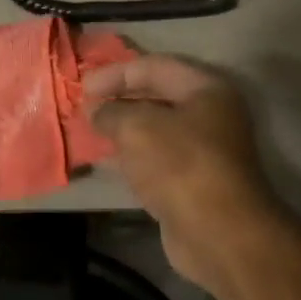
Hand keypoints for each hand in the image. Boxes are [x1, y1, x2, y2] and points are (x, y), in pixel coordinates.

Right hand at [85, 55, 288, 295]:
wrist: (218, 233)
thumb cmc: (179, 165)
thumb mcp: (136, 127)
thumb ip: (110, 111)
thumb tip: (95, 109)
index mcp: (206, 89)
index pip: (154, 66)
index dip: (115, 73)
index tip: (83, 87)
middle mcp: (211, 114)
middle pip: (157, 96)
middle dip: (118, 99)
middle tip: (85, 107)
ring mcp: (205, 150)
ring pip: (156, 129)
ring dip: (123, 129)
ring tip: (90, 132)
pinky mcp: (194, 181)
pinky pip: (157, 157)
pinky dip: (132, 155)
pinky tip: (108, 160)